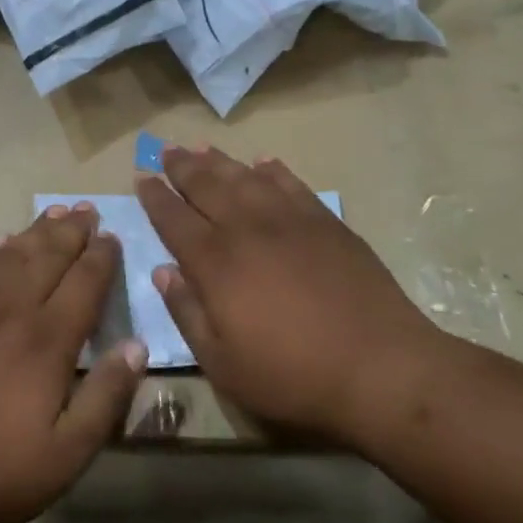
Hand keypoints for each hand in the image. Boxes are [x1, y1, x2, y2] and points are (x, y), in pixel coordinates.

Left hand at [0, 204, 146, 522]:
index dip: (101, 257)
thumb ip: (106, 396)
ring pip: (12, 256)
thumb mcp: (68, 452)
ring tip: (55, 211)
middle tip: (88, 209)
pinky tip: (2, 240)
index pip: (83, 283)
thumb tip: (137, 346)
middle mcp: (11, 312)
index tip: (113, 237)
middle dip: (72, 231)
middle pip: (47, 257)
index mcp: (46, 341)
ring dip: (36, 231)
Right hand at [136, 147, 442, 444]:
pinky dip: (273, 170)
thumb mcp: (222, 363)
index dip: (155, 197)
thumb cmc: (293, 375)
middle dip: (182, 167)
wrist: (380, 367)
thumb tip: (163, 272)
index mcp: (216, 263)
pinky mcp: (326, 223)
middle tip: (166, 150)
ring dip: (220, 161)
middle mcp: (247, 229)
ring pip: (245, 178)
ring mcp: (289, 220)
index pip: (174, 219)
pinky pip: (291, 184)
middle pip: (206, 187)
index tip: (142, 177)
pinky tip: (263, 163)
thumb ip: (187, 313)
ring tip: (202, 147)